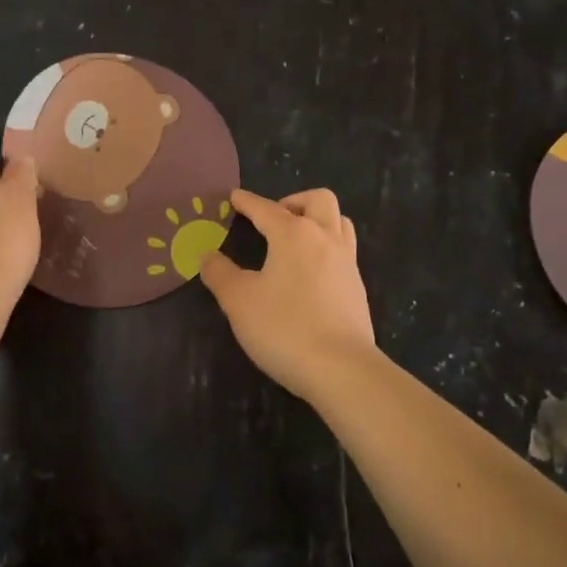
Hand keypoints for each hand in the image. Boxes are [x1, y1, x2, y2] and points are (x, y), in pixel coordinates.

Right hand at [200, 188, 376, 401]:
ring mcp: (347, 263)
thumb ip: (220, 274)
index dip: (247, 201)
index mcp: (294, 234)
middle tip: (273, 219)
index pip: (266, 208)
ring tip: (295, 240)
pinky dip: (326, 248)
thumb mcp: (239, 301)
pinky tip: (310, 273)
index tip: (234, 197)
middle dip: (293, 201)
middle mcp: (325, 239)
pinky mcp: (358, 288)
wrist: (341, 369)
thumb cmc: (284, 328)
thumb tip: (208, 255)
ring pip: (339, 222)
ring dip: (317, 220)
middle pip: (318, 200)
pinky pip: (344, 251)